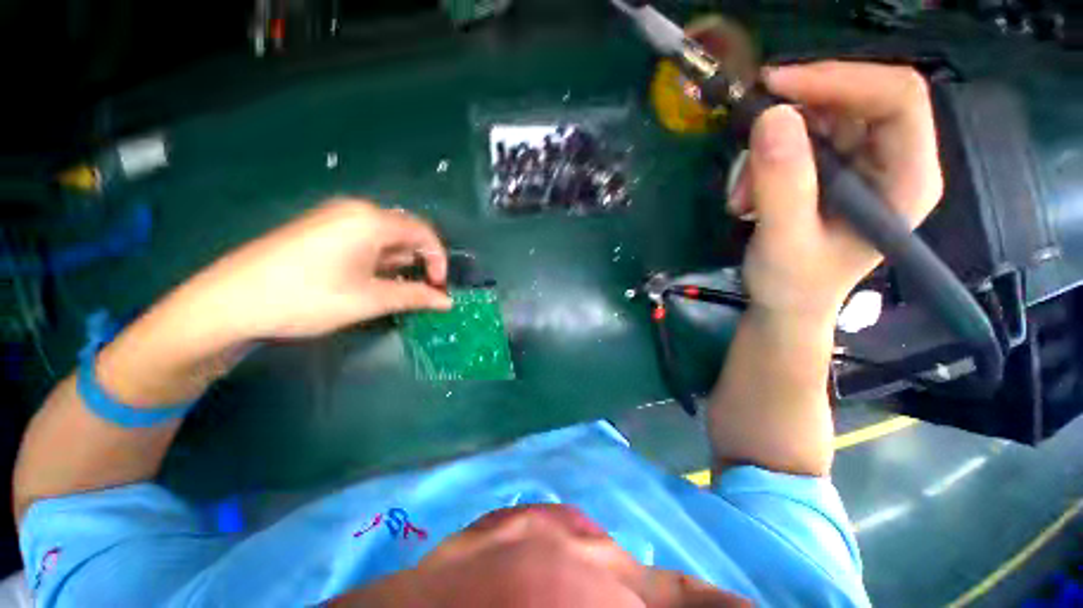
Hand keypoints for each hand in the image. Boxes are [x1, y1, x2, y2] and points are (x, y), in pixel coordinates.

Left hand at [183, 199, 451, 342]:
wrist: (230, 302)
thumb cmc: (308, 298)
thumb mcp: (370, 300)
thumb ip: (415, 297)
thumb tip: (447, 302)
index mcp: (371, 220)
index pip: (424, 233)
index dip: (438, 260)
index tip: (438, 287)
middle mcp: (355, 210)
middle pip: (405, 233)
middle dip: (419, 262)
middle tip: (420, 291)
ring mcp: (334, 217)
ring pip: (384, 237)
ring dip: (398, 263)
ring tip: (396, 290)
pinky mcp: (319, 228)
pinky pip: (363, 238)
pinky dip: (377, 259)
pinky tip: (369, 280)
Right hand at [727, 62, 943, 319]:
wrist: (787, 304)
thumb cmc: (793, 284)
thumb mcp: (783, 241)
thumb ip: (782, 184)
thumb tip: (772, 115)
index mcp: (906, 179)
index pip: (896, 98)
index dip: (839, 80)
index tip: (775, 87)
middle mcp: (894, 160)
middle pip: (856, 99)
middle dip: (794, 116)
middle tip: (746, 139)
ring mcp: (864, 163)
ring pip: (821, 118)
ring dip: (771, 147)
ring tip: (742, 194)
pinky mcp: (834, 169)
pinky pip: (800, 138)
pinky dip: (766, 159)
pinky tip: (748, 193)